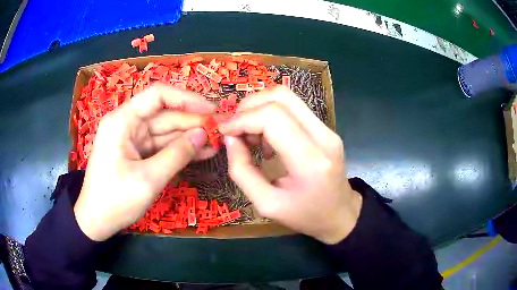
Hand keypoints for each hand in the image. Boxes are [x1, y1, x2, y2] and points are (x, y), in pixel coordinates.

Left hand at [74, 84, 215, 240]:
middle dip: (193, 121)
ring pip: (166, 131)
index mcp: (122, 120)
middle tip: (221, 129)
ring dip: (190, 137)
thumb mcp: (148, 179)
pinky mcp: (137, 153)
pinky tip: (202, 152)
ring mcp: (133, 139)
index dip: (187, 99)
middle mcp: (127, 123)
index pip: (158, 95)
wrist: (96, 221)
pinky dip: (180, 150)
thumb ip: (177, 155)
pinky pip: (162, 146)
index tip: (211, 111)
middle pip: (164, 114)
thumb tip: (204, 134)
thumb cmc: (115, 200)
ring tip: (217, 142)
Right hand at [219, 87, 361, 243]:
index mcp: (310, 161)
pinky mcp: (326, 128)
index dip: (243, 119)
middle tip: (236, 130)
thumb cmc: (305, 216)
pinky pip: (294, 108)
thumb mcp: (266, 204)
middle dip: (249, 107)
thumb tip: (229, 138)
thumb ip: (241, 171)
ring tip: (251, 137)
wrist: (340, 214)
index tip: (225, 132)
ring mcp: (327, 129)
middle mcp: (323, 136)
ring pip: (287, 97)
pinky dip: (272, 115)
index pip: (273, 117)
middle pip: (280, 97)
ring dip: (260, 109)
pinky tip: (268, 139)